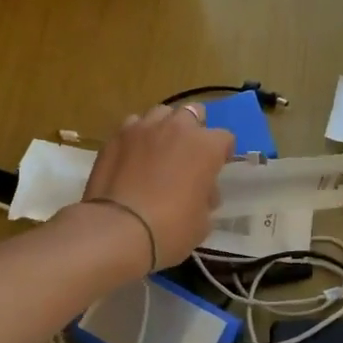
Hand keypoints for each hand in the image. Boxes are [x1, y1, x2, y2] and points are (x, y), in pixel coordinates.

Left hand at [79, 104, 233, 270]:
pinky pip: (133, 126)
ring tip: (158, 150)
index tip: (215, 168)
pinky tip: (132, 155)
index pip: (225, 138)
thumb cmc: (170, 229)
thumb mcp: (202, 222)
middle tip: (187, 154)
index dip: (222, 153)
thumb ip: (206, 197)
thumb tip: (203, 191)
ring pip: (161, 114)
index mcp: (206, 146)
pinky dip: (137, 136)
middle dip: (194, 129)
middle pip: (193, 113)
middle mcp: (178, 128)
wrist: (117, 230)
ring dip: (165, 127)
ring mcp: (144, 128)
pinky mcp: (117, 136)